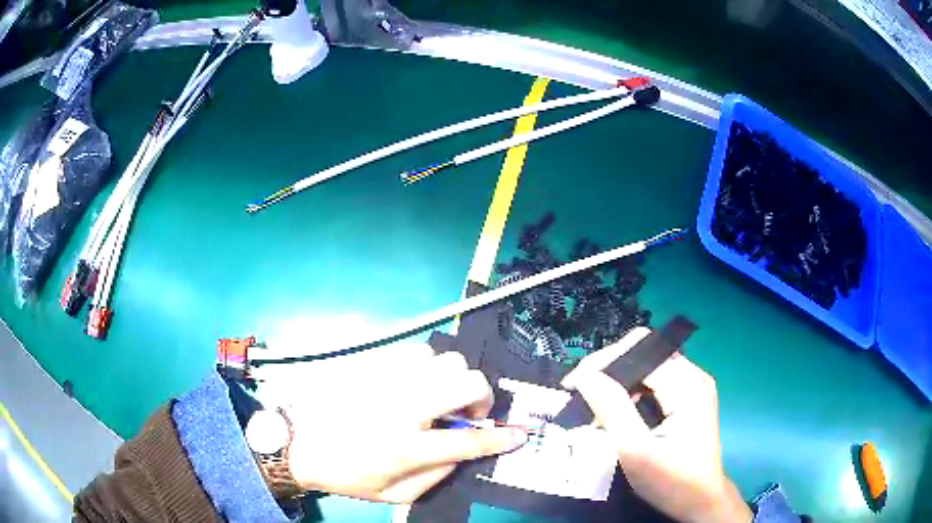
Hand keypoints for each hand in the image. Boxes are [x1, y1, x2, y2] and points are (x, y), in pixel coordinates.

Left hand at [269, 344, 527, 502]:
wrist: (298, 443)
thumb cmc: (347, 475)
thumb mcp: (395, 495)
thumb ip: (436, 476)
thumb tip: (462, 452)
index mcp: (407, 447)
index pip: (470, 441)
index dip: (502, 438)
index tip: (519, 434)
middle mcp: (402, 408)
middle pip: (466, 383)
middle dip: (481, 398)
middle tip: (467, 413)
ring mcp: (386, 380)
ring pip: (444, 360)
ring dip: (452, 381)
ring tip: (437, 398)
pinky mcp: (372, 365)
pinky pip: (417, 352)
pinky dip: (427, 367)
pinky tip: (415, 384)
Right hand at [561, 328, 751, 522]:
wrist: (700, 502)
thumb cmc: (671, 481)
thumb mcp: (637, 450)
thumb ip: (612, 410)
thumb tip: (585, 375)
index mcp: (688, 385)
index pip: (642, 352)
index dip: (605, 362)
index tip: (573, 384)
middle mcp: (694, 377)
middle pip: (645, 355)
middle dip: (609, 371)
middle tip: (579, 395)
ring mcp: (693, 387)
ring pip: (647, 368)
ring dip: (618, 384)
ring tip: (592, 406)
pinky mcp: (688, 399)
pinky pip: (654, 384)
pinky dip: (630, 394)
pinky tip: (615, 413)